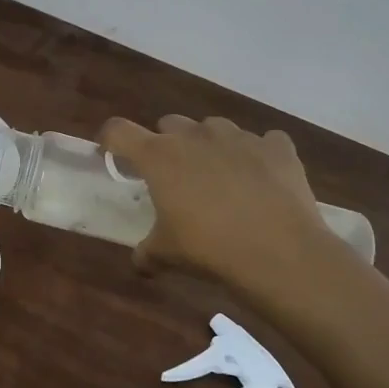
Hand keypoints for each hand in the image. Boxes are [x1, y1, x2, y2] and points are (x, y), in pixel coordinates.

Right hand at [99, 115, 354, 313]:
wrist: (278, 252)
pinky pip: (263, 142)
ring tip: (219, 176)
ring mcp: (238, 137)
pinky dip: (258, 156)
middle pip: (169, 123)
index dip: (110, 139)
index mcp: (158, 156)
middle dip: (166, 143)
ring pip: (214, 128)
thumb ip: (147, 252)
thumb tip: (140, 263)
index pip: (118, 131)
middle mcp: (195, 136)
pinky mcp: (276, 147)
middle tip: (173, 174)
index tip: (110, 152)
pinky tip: (262, 179)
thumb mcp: (166, 254)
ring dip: (210, 145)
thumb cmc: (208, 247)